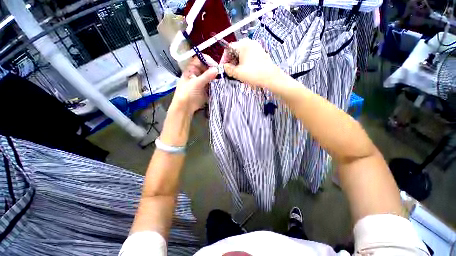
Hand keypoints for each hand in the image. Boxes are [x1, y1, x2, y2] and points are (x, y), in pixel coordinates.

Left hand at [171, 56, 216, 113]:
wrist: (185, 107)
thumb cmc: (187, 93)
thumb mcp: (196, 83)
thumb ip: (206, 76)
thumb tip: (217, 69)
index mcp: (191, 70)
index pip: (200, 60)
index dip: (207, 60)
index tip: (216, 65)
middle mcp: (197, 74)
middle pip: (207, 68)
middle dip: (214, 69)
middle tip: (221, 73)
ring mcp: (202, 82)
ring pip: (210, 76)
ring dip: (216, 77)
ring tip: (223, 78)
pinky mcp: (206, 89)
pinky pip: (212, 84)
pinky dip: (216, 84)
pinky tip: (221, 84)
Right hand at [221, 38, 281, 87]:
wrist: (271, 78)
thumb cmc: (254, 74)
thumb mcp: (238, 73)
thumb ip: (228, 69)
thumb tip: (224, 67)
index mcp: (243, 44)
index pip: (228, 48)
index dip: (224, 59)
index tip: (223, 68)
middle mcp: (250, 43)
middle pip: (235, 52)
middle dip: (231, 62)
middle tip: (230, 72)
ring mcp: (256, 48)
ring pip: (242, 55)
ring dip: (237, 64)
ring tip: (238, 74)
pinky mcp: (260, 54)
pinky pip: (248, 58)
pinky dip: (244, 64)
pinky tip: (245, 72)